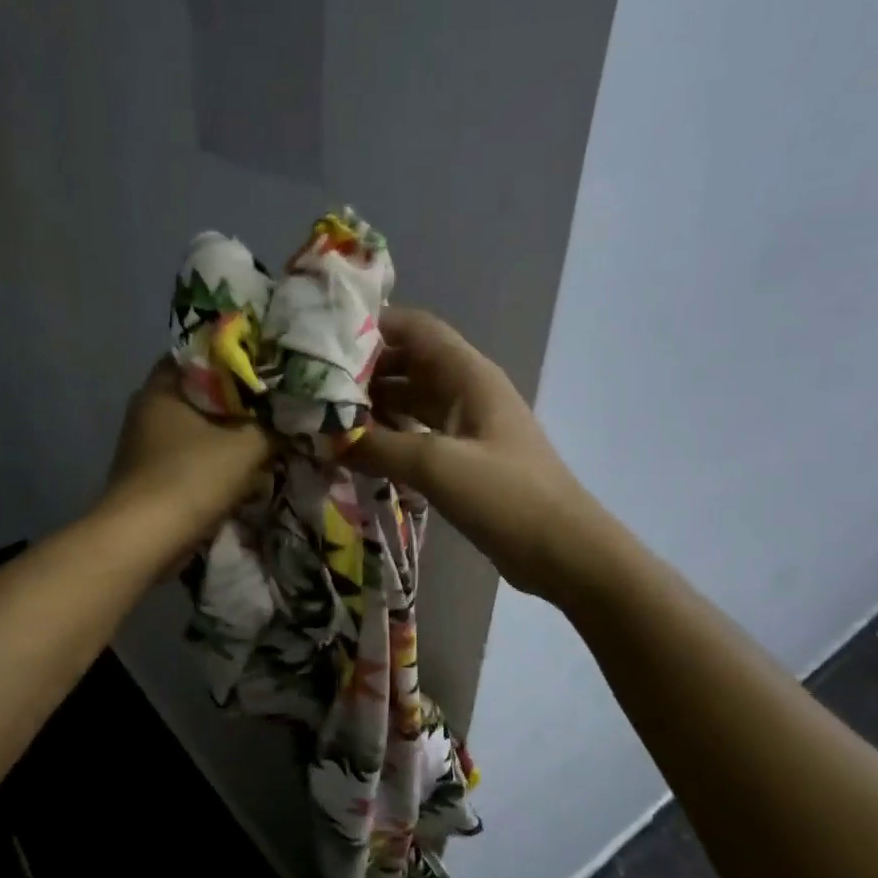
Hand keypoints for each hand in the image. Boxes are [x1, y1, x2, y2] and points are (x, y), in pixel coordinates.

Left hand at [102, 360, 272, 551]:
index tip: (269, 367)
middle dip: (240, 404)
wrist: (144, 540)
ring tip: (269, 440)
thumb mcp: (246, 446)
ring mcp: (148, 445)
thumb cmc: (191, 477)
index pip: (202, 355)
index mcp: (162, 387)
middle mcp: (149, 409)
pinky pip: (194, 458)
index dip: (237, 357)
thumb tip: (292, 419)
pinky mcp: (154, 476)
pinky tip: (246, 473)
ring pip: (201, 430)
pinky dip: (218, 463)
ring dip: (231, 437)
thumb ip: (273, 427)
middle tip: (277, 406)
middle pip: (204, 395)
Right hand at [348, 308, 603, 601]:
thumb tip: (326, 438)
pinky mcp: (466, 460)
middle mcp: (468, 391)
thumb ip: (378, 447)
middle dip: (365, 371)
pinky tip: (359, 453)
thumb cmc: (506, 496)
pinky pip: (419, 435)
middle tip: (314, 387)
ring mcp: (468, 427)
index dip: (373, 326)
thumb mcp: (437, 465)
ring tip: (326, 419)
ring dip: (374, 407)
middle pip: (409, 363)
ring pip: (412, 402)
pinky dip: (390, 438)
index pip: (416, 329)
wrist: (563, 551)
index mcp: (469, 375)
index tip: (324, 340)